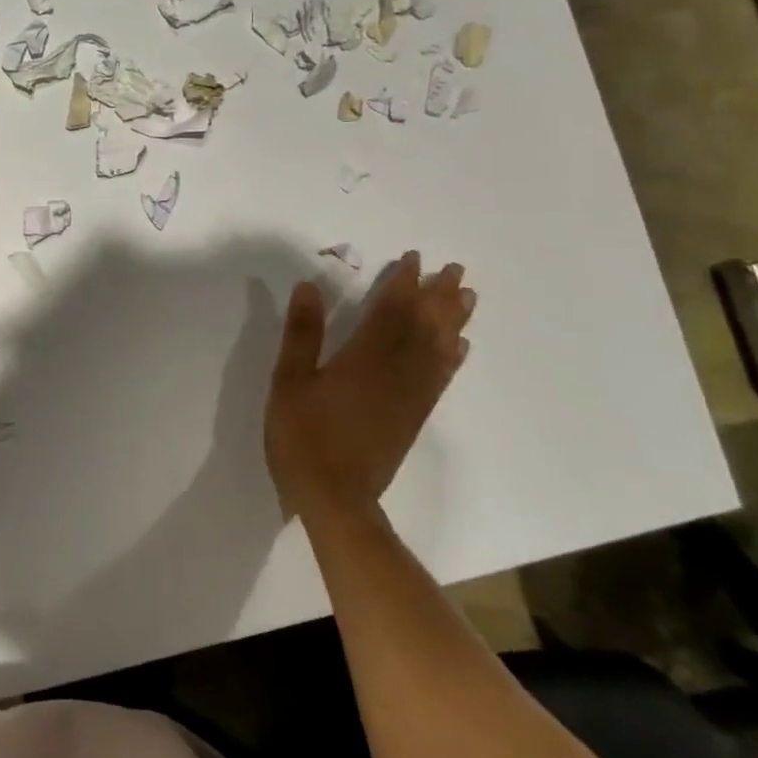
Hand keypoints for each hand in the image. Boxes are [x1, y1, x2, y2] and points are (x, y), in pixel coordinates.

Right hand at [264, 252, 474, 529]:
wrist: (335, 498)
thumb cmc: (303, 437)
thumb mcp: (289, 382)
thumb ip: (302, 334)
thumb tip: (309, 287)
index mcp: (364, 359)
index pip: (391, 310)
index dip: (404, 283)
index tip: (415, 258)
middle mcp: (396, 371)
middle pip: (424, 326)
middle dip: (439, 295)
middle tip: (455, 268)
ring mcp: (410, 396)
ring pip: (439, 349)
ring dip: (454, 321)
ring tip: (467, 297)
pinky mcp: (414, 416)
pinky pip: (441, 378)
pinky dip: (452, 358)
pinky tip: (460, 348)